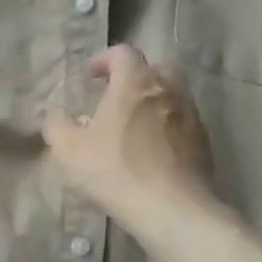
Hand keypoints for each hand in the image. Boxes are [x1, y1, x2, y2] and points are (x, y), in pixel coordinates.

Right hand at [43, 46, 218, 248]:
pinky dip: (166, 127)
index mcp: (135, 83)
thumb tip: (58, 114)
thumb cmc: (114, 170)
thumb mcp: (68, 150)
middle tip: (114, 96)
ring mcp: (191, 116)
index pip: (123, 53)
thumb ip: (57, 125)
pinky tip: (151, 151)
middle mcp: (168, 90)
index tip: (90, 76)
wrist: (171, 208)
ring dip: (152, 103)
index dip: (105, 59)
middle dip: (134, 77)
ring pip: (172, 96)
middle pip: (155, 69)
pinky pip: (181, 123)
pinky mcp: (203, 143)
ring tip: (132, 126)